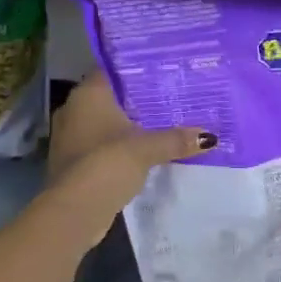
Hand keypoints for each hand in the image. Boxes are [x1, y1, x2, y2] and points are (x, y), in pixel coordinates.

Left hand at [45, 73, 213, 224]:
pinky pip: (101, 145)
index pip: (111, 70)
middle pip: (110, 97)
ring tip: (162, 123)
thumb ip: (176, 139)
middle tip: (169, 96)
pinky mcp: (74, 162)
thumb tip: (209, 137)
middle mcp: (74, 110)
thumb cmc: (107, 164)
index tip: (161, 71)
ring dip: (128, 125)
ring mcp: (70, 138)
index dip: (135, 69)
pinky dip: (119, 146)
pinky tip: (143, 151)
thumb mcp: (147, 148)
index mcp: (87, 95)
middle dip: (136, 99)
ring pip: (105, 123)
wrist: (74, 212)